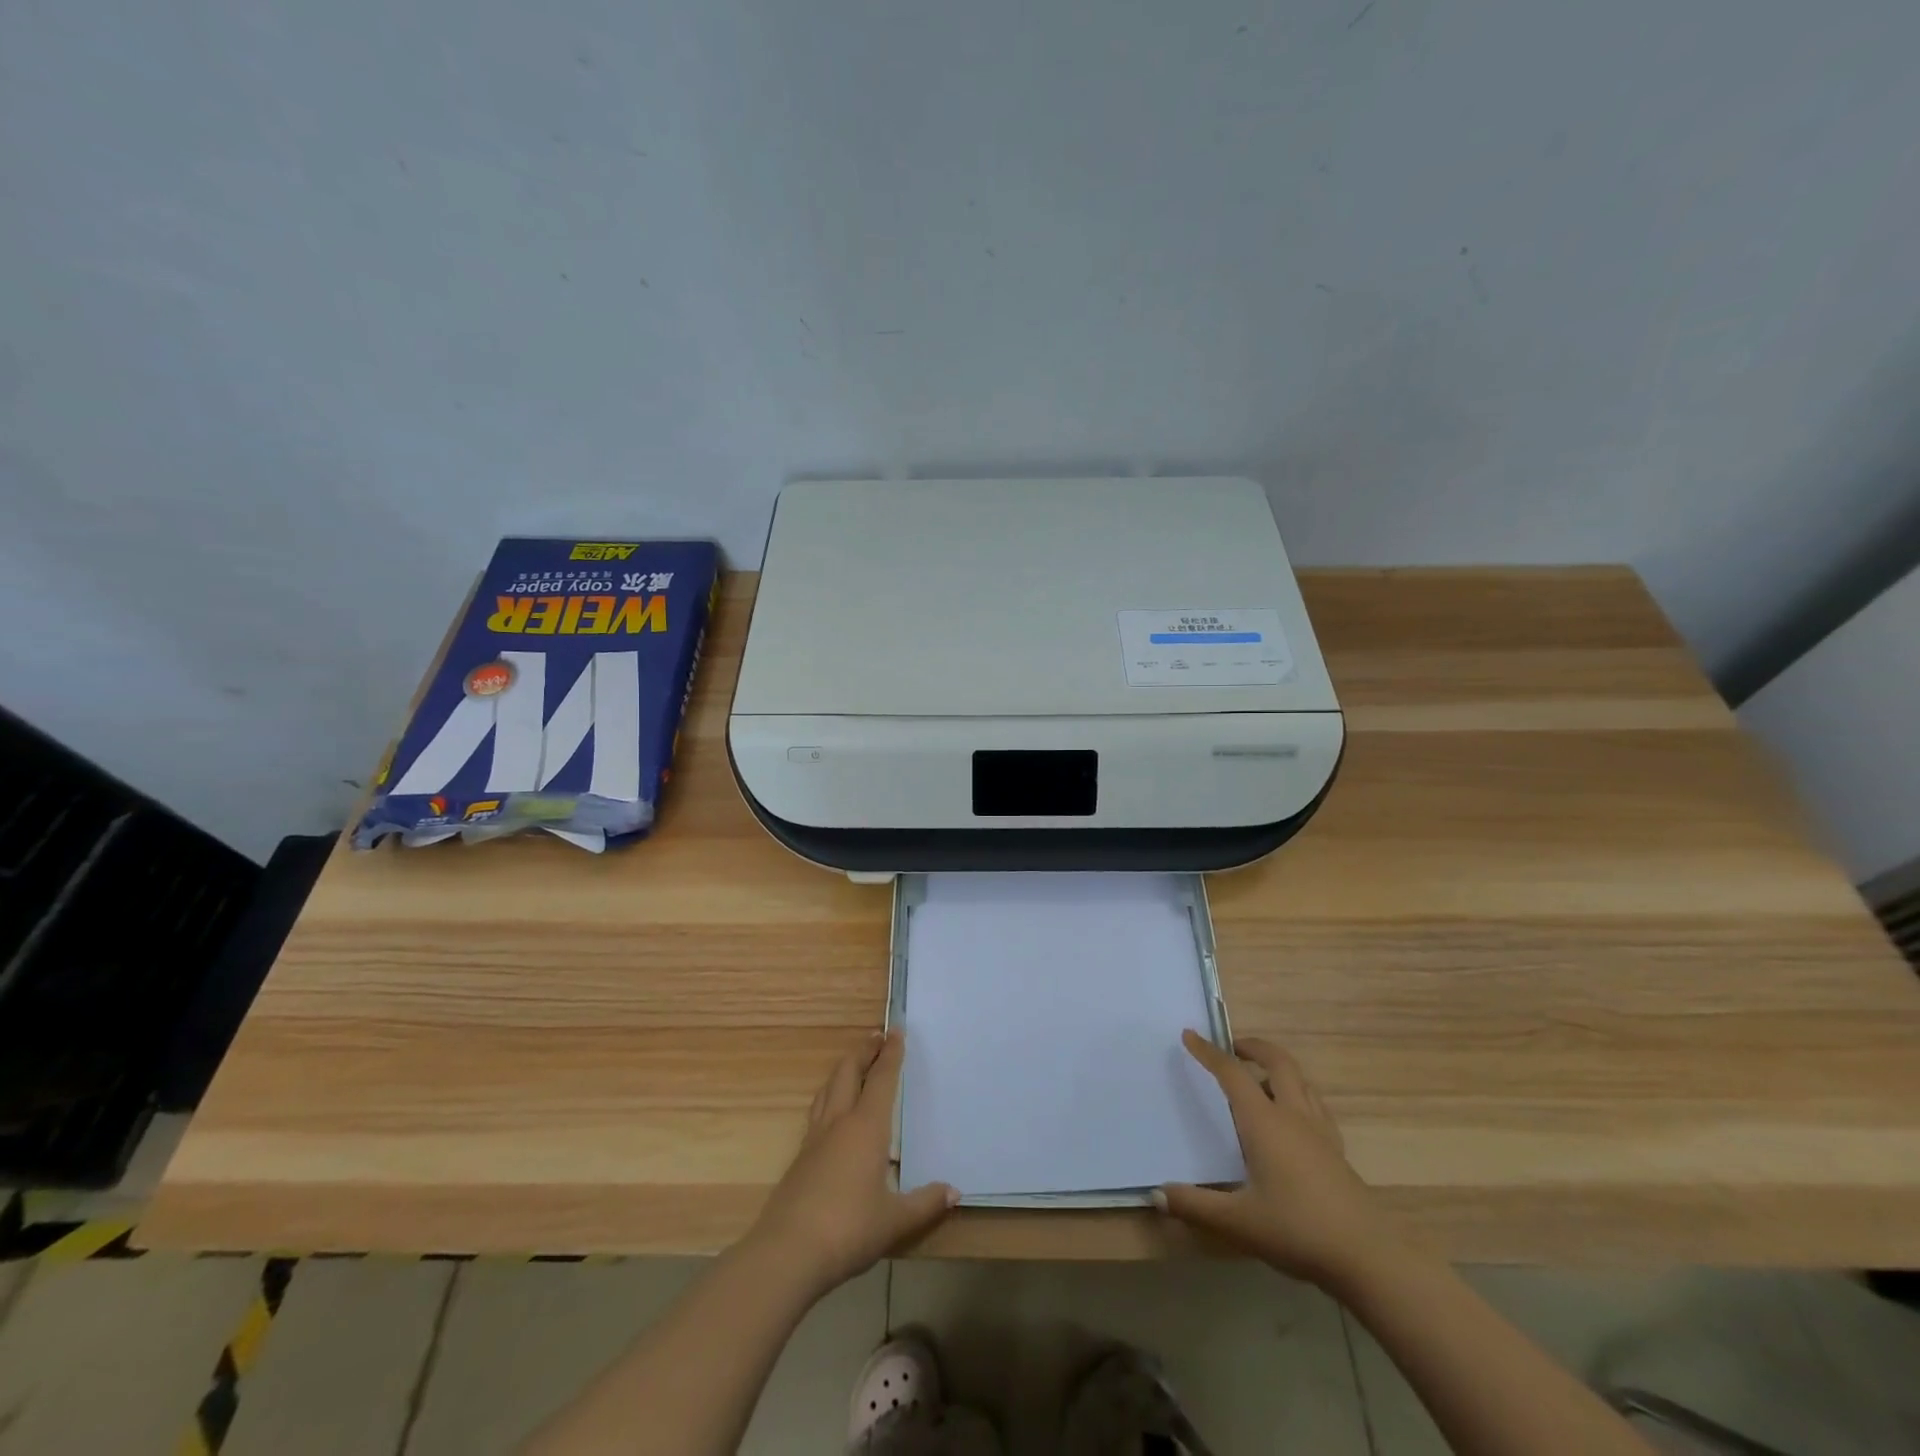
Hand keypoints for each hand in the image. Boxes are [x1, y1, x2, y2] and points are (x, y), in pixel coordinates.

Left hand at [746, 1029, 955, 1297]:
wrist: (788, 1252)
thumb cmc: (849, 1229)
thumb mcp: (895, 1221)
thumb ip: (925, 1204)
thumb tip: (954, 1192)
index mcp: (866, 1127)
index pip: (881, 1079)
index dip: (890, 1054)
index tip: (896, 1032)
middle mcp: (839, 1122)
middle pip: (848, 1072)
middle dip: (863, 1051)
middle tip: (876, 1037)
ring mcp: (815, 1139)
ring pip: (828, 1089)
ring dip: (842, 1069)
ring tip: (852, 1064)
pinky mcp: (799, 1158)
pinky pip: (817, 1112)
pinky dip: (828, 1097)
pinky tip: (831, 1112)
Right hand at [1159, 1029, 1397, 1289]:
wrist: (1368, 1258)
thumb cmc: (1297, 1230)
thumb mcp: (1239, 1222)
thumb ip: (1195, 1206)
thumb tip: (1157, 1194)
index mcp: (1264, 1122)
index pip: (1231, 1073)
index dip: (1208, 1052)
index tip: (1190, 1035)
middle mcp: (1293, 1115)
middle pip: (1277, 1062)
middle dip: (1253, 1047)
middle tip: (1232, 1048)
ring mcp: (1320, 1131)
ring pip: (1300, 1080)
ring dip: (1277, 1067)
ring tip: (1257, 1079)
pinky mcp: (1337, 1150)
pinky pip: (1314, 1103)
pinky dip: (1297, 1092)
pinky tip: (1290, 1117)